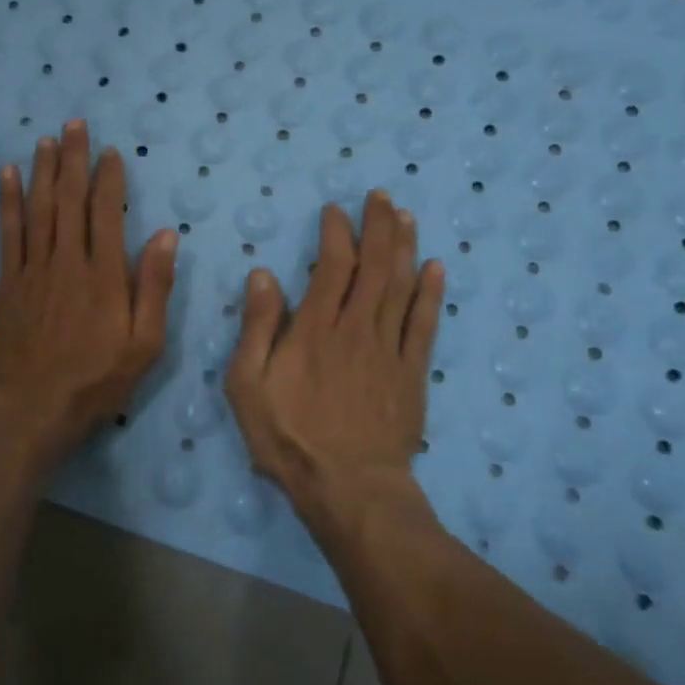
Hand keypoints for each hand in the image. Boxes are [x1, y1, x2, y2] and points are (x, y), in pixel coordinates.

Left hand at [0, 119, 178, 471]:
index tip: (111, 152)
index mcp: (104, 276)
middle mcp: (67, 261)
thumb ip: (154, 288)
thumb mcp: (143, 345)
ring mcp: (33, 269)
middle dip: (74, 159)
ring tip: (47, 138)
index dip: (109, 179)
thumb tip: (164, 235)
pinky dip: (8, 200)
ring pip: (39, 208)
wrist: (30, 408)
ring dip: (44, 170)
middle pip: (70, 199)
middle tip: (75, 124)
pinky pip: (8, 232)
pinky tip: (8, 175)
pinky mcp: (8, 282)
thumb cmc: (95, 381)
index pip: (107, 212)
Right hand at [225, 190, 443, 533]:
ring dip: (405, 247)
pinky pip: (425, 325)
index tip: (336, 210)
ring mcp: (389, 349)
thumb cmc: (289, 437)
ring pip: (401, 286)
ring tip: (406, 216)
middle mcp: (356, 328)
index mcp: (315, 329)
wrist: (350, 488)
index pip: (332, 267)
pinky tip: (436, 267)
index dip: (336, 233)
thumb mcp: (248, 385)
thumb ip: (257, 328)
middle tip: (382, 196)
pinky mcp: (412, 373)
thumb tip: (263, 275)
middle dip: (378, 226)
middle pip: (374, 266)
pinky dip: (431, 294)